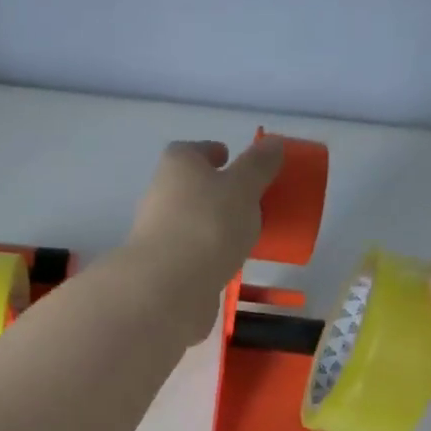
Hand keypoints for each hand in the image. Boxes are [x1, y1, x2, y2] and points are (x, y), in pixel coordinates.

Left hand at [126, 139, 284, 342]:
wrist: (169, 287)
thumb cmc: (209, 224)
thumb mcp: (243, 188)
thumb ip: (259, 166)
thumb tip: (272, 143)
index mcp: (177, 165)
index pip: (193, 151)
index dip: (212, 153)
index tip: (230, 159)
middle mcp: (160, 195)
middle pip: (190, 187)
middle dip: (214, 191)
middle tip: (246, 200)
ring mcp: (158, 234)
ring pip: (190, 222)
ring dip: (212, 226)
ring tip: (243, 236)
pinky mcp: (163, 268)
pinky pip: (191, 254)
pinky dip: (207, 255)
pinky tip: (227, 264)